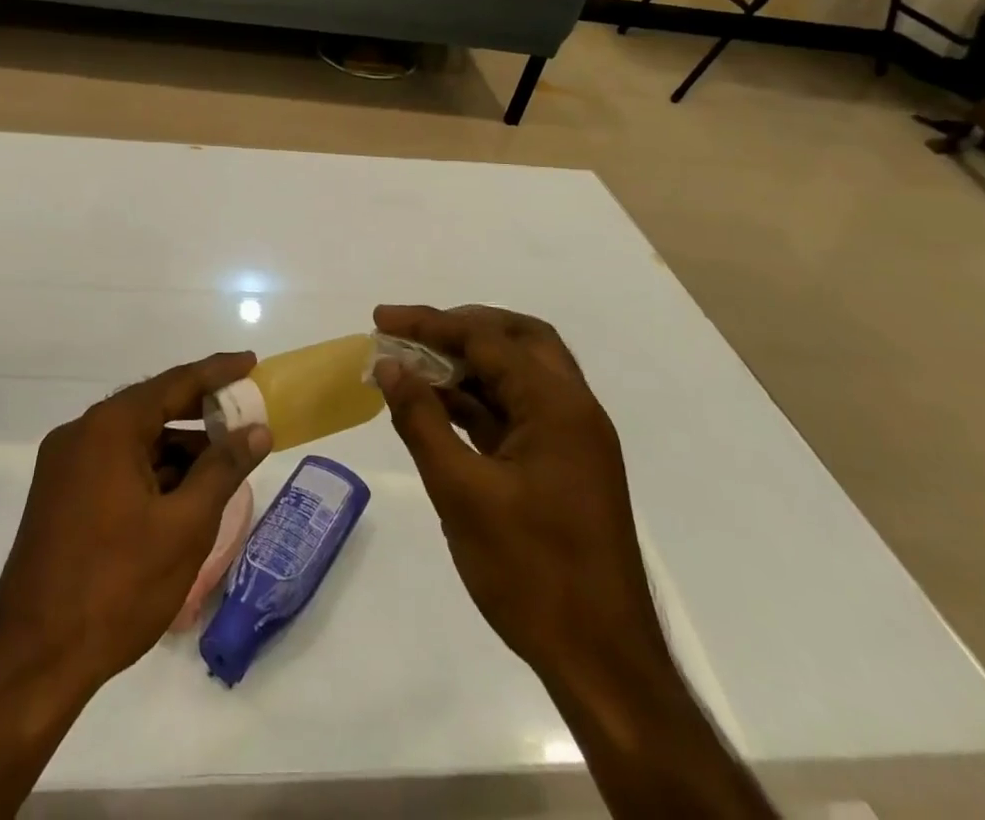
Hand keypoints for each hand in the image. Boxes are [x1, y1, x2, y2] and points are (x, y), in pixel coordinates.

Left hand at [0, 352, 272, 701]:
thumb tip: (257, 429)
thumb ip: (224, 468)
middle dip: (201, 414)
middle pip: (152, 408)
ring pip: (135, 440)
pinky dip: (152, 471)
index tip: (251, 363)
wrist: (32, 663)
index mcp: (109, 428)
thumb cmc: (116, 586)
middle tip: (245, 415)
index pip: (175, 383)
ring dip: (178, 448)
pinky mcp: (60, 496)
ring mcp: (65, 466)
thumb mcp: (185, 526)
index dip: (218, 372)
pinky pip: (116, 465)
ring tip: (223, 465)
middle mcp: (82, 434)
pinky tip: (182, 496)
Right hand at [371, 304, 659, 687]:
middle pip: (517, 339)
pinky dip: (480, 400)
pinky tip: (441, 408)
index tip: (382, 320)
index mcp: (557, 405)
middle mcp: (573, 409)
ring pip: (519, 374)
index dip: (430, 324)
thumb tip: (389, 365)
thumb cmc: (532, 572)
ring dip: (469, 364)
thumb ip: (422, 420)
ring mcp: (572, 439)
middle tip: (411, 334)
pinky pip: (519, 411)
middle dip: (460, 328)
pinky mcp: (564, 467)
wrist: (603, 665)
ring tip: (415, 367)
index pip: (487, 339)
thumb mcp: (462, 492)